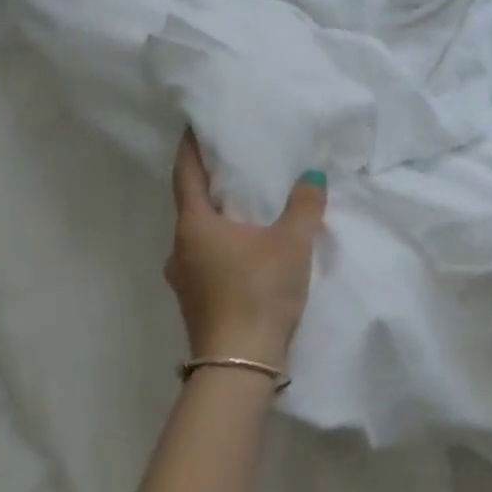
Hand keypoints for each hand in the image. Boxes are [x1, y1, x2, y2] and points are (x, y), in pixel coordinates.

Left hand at [166, 132, 326, 370]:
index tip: (195, 126)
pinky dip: (225, 244)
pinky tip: (250, 247)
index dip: (191, 149)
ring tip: (249, 205)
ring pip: (200, 236)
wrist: (240, 365)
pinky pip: (208, 259)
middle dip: (211, 185)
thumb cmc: (259, 291)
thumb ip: (304, 206)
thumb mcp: (291, 242)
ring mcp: (184, 280)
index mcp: (194, 226)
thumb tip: (311, 176)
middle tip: (237, 164)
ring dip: (220, 219)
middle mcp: (180, 249)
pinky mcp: (197, 302)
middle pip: (192, 206)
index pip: (187, 175)